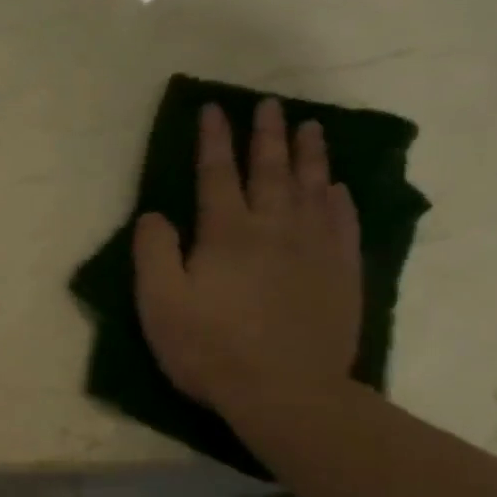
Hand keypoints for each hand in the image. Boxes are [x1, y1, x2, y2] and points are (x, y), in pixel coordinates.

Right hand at [133, 98, 361, 415]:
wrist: (286, 391)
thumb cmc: (210, 347)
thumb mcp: (159, 303)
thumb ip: (154, 252)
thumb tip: (155, 214)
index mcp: (226, 233)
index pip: (216, 173)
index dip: (213, 140)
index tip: (212, 109)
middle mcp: (274, 228)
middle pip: (270, 170)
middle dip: (266, 135)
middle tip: (268, 105)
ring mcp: (314, 249)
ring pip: (313, 188)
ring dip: (309, 155)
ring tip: (310, 128)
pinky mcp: (341, 273)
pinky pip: (343, 222)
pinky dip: (340, 198)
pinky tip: (338, 188)